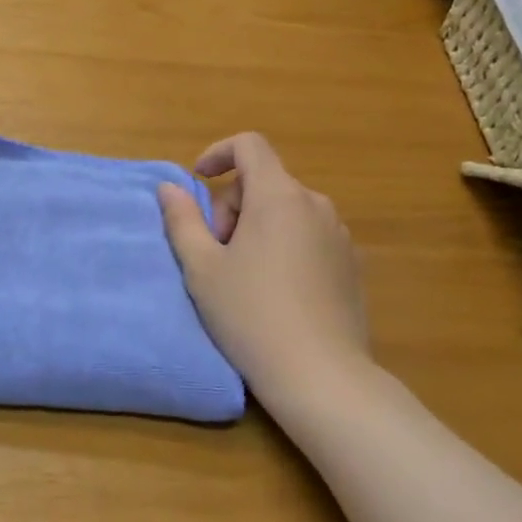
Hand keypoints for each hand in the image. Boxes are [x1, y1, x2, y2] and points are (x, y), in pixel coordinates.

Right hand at [156, 133, 370, 405]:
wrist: (321, 376)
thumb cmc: (251, 315)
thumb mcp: (202, 269)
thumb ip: (182, 220)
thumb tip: (170, 187)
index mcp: (278, 196)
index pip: (250, 145)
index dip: (219, 153)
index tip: (199, 182)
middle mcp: (315, 204)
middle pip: (264, 182)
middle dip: (233, 207)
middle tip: (218, 255)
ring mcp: (339, 234)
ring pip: (287, 211)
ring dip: (259, 228)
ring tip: (246, 278)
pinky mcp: (352, 264)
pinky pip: (309, 236)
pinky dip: (286, 246)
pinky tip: (279, 293)